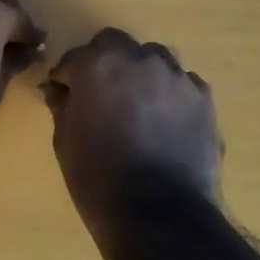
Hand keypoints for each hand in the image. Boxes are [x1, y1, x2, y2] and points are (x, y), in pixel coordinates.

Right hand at [41, 28, 223, 220]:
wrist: (161, 215)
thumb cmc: (99, 179)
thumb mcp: (66, 143)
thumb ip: (61, 106)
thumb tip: (56, 90)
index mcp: (98, 65)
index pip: (75, 57)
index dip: (67, 76)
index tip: (64, 94)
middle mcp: (139, 58)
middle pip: (117, 44)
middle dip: (105, 62)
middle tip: (102, 94)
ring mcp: (176, 75)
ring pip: (154, 58)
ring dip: (141, 73)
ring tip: (138, 106)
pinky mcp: (203, 97)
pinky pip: (182, 83)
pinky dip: (170, 94)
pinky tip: (166, 122)